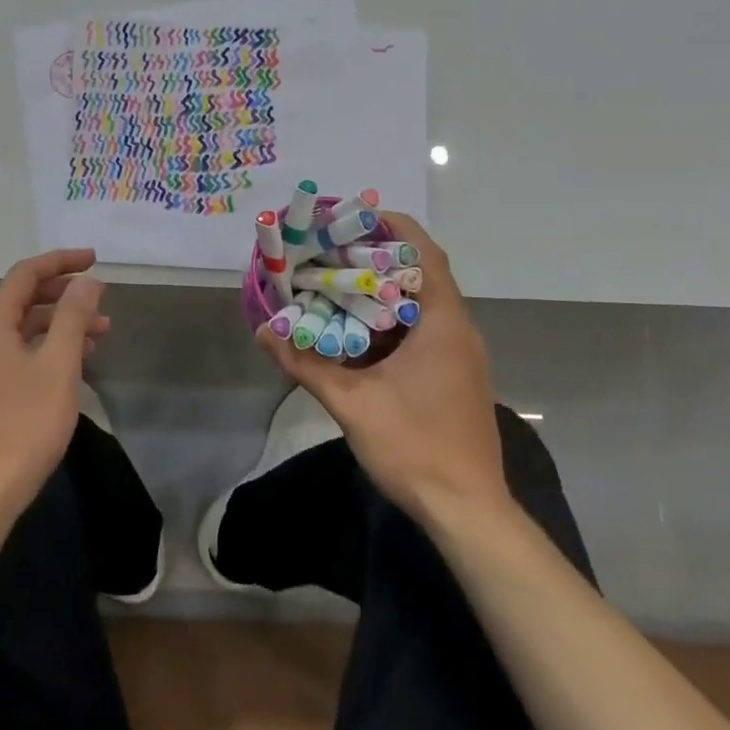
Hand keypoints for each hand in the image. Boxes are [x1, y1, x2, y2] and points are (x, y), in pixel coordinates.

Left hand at [0, 248, 109, 516]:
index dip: (60, 261)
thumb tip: (87, 280)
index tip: (95, 259)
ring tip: (102, 331)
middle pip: (24, 299)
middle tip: (101, 296)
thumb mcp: (58, 364)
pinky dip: (52, 348)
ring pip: (27, 329)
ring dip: (63, 323)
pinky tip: (79, 363)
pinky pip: (24, 354)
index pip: (25, 275)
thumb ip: (73, 317)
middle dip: (65, 293)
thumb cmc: (25, 423)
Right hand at [256, 213, 509, 524]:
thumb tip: (262, 332)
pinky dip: (386, 322)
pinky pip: (419, 331)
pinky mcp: (453, 375)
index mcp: (442, 324)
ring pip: (417, 305)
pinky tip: (350, 332)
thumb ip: (305, 364)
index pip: (423, 254)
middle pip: (418, 274)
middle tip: (328, 250)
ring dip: (378, 292)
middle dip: (374, 258)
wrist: (467, 511)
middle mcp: (456, 330)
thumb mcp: (352, 403)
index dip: (390, 228)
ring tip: (332, 283)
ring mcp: (458, 354)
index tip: (350, 217)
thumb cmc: (415, 448)